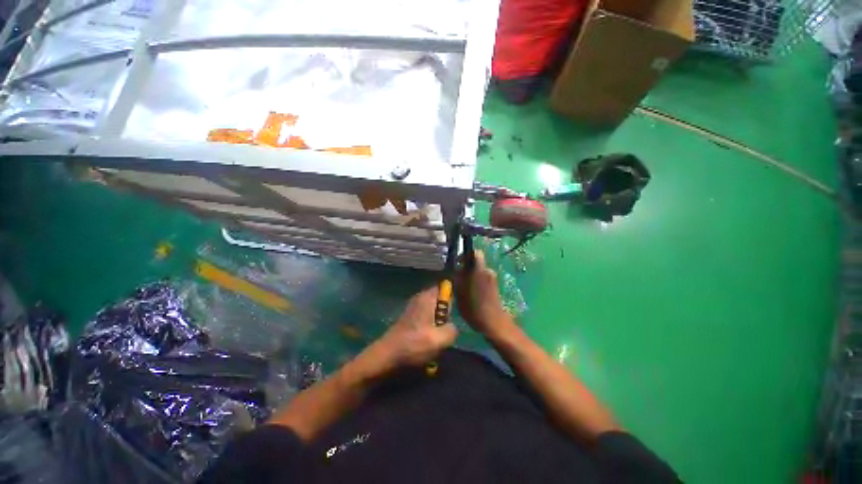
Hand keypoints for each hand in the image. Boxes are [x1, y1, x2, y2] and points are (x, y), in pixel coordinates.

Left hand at [373, 287, 457, 367]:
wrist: (387, 354)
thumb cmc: (414, 344)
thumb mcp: (440, 339)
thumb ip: (452, 329)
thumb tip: (452, 327)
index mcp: (428, 297)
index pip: (446, 287)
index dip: (453, 296)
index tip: (456, 311)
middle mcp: (420, 297)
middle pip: (440, 299)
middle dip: (446, 312)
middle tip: (446, 327)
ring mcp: (413, 306)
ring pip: (434, 309)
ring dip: (438, 321)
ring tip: (437, 336)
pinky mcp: (409, 316)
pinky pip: (426, 316)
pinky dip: (429, 325)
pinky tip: (427, 339)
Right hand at [455, 251, 514, 336]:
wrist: (493, 322)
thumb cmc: (474, 307)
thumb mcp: (460, 292)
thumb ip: (457, 277)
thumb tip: (454, 268)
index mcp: (479, 269)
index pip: (475, 252)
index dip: (465, 254)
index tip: (457, 262)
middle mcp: (487, 270)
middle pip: (475, 262)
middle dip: (466, 266)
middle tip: (456, 275)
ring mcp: (492, 278)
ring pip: (478, 270)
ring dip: (470, 275)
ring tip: (461, 285)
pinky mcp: (494, 286)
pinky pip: (482, 278)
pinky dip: (475, 281)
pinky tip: (469, 292)